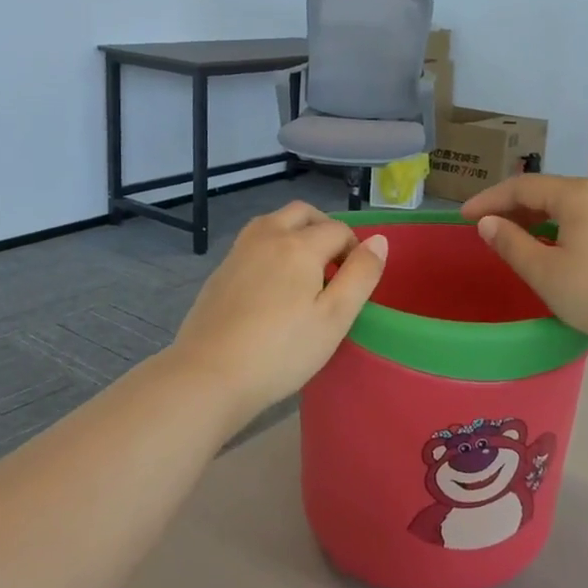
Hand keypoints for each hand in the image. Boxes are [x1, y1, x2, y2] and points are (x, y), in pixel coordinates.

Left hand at [170, 202, 387, 422]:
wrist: (208, 375)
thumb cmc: (281, 351)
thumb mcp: (334, 318)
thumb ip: (360, 275)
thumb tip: (379, 241)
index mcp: (299, 245)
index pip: (338, 229)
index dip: (354, 249)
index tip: (354, 281)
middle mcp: (267, 236)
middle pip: (302, 213)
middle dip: (324, 228)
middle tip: (334, 264)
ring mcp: (238, 252)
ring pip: (273, 222)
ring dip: (295, 233)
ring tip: (305, 272)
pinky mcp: (220, 271)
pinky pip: (253, 243)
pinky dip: (272, 249)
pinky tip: (272, 287)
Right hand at [461, 174, 587, 367]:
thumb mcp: (544, 272)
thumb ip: (510, 243)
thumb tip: (487, 223)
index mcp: (576, 195)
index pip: (522, 187)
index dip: (489, 200)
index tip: (463, 218)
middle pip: (546, 191)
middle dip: (511, 207)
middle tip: (484, 228)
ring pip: (566, 206)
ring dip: (535, 218)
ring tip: (512, 238)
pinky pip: (584, 219)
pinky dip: (558, 227)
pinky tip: (551, 247)